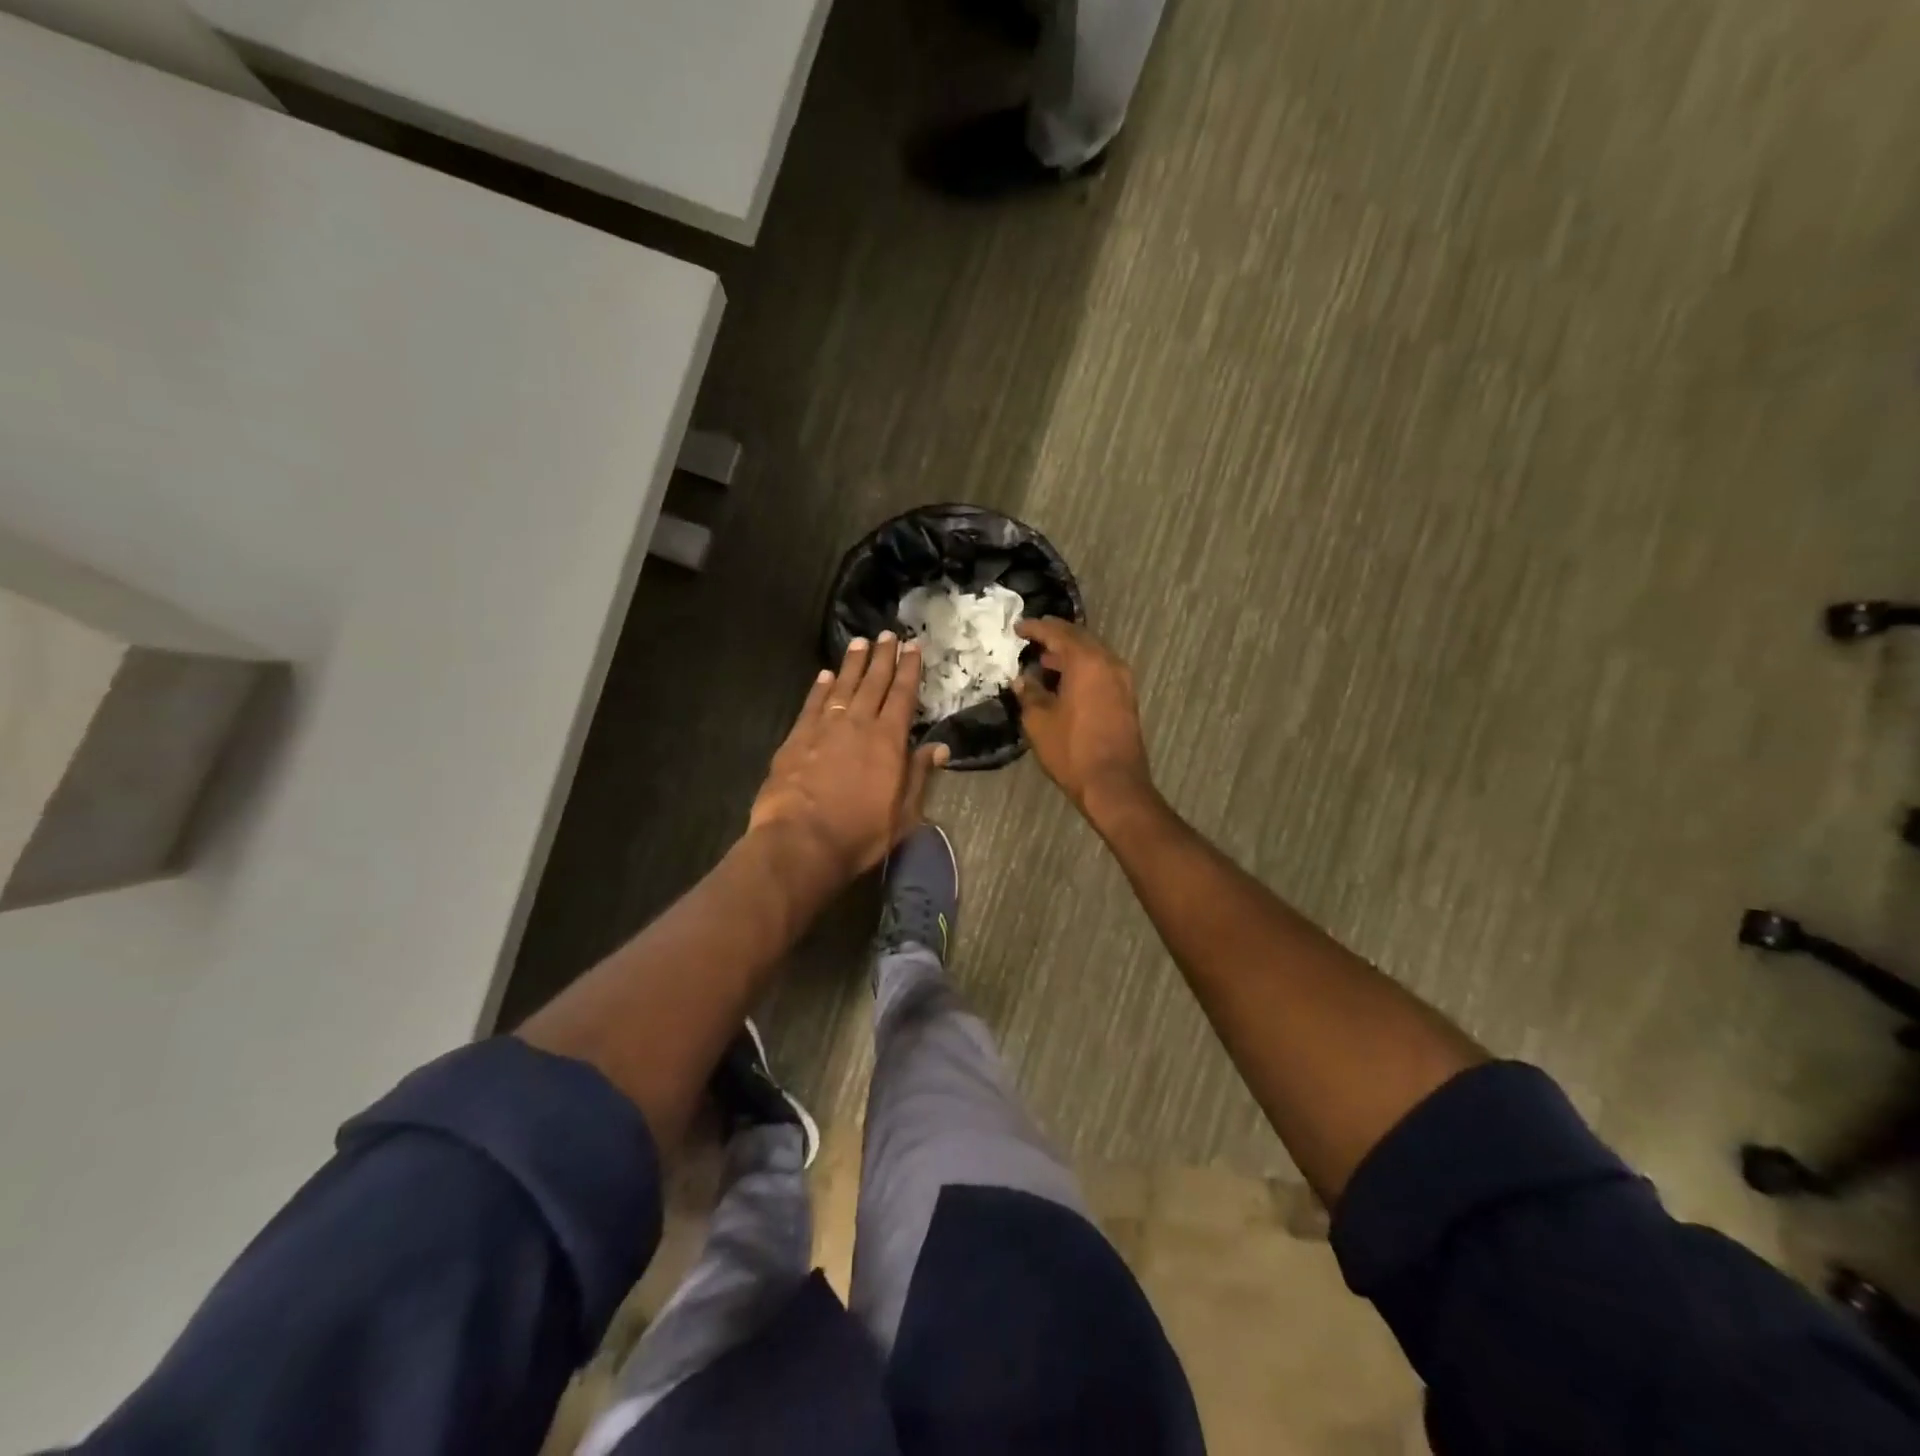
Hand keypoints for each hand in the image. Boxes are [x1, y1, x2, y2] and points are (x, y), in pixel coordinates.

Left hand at [749, 634, 948, 882]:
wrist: (800, 841)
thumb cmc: (859, 833)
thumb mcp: (903, 814)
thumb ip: (918, 775)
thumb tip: (938, 748)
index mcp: (888, 741)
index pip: (902, 696)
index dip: (909, 670)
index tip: (913, 646)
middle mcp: (857, 725)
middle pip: (873, 683)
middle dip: (883, 657)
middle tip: (888, 634)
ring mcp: (824, 728)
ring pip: (842, 686)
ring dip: (853, 664)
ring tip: (860, 643)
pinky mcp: (796, 738)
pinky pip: (812, 704)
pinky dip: (820, 687)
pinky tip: (824, 675)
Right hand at [1012, 619, 1152, 817]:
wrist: (1113, 784)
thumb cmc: (1071, 750)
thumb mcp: (1039, 721)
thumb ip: (1029, 693)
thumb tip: (1023, 679)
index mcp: (1087, 661)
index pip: (1058, 633)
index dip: (1035, 628)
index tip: (1018, 628)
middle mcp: (1109, 663)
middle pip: (1080, 638)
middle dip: (1055, 637)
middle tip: (1032, 639)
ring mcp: (1122, 680)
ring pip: (1093, 655)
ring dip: (1070, 654)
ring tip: (1045, 661)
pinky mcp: (1127, 698)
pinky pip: (1101, 670)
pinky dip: (1082, 668)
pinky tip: (1065, 682)